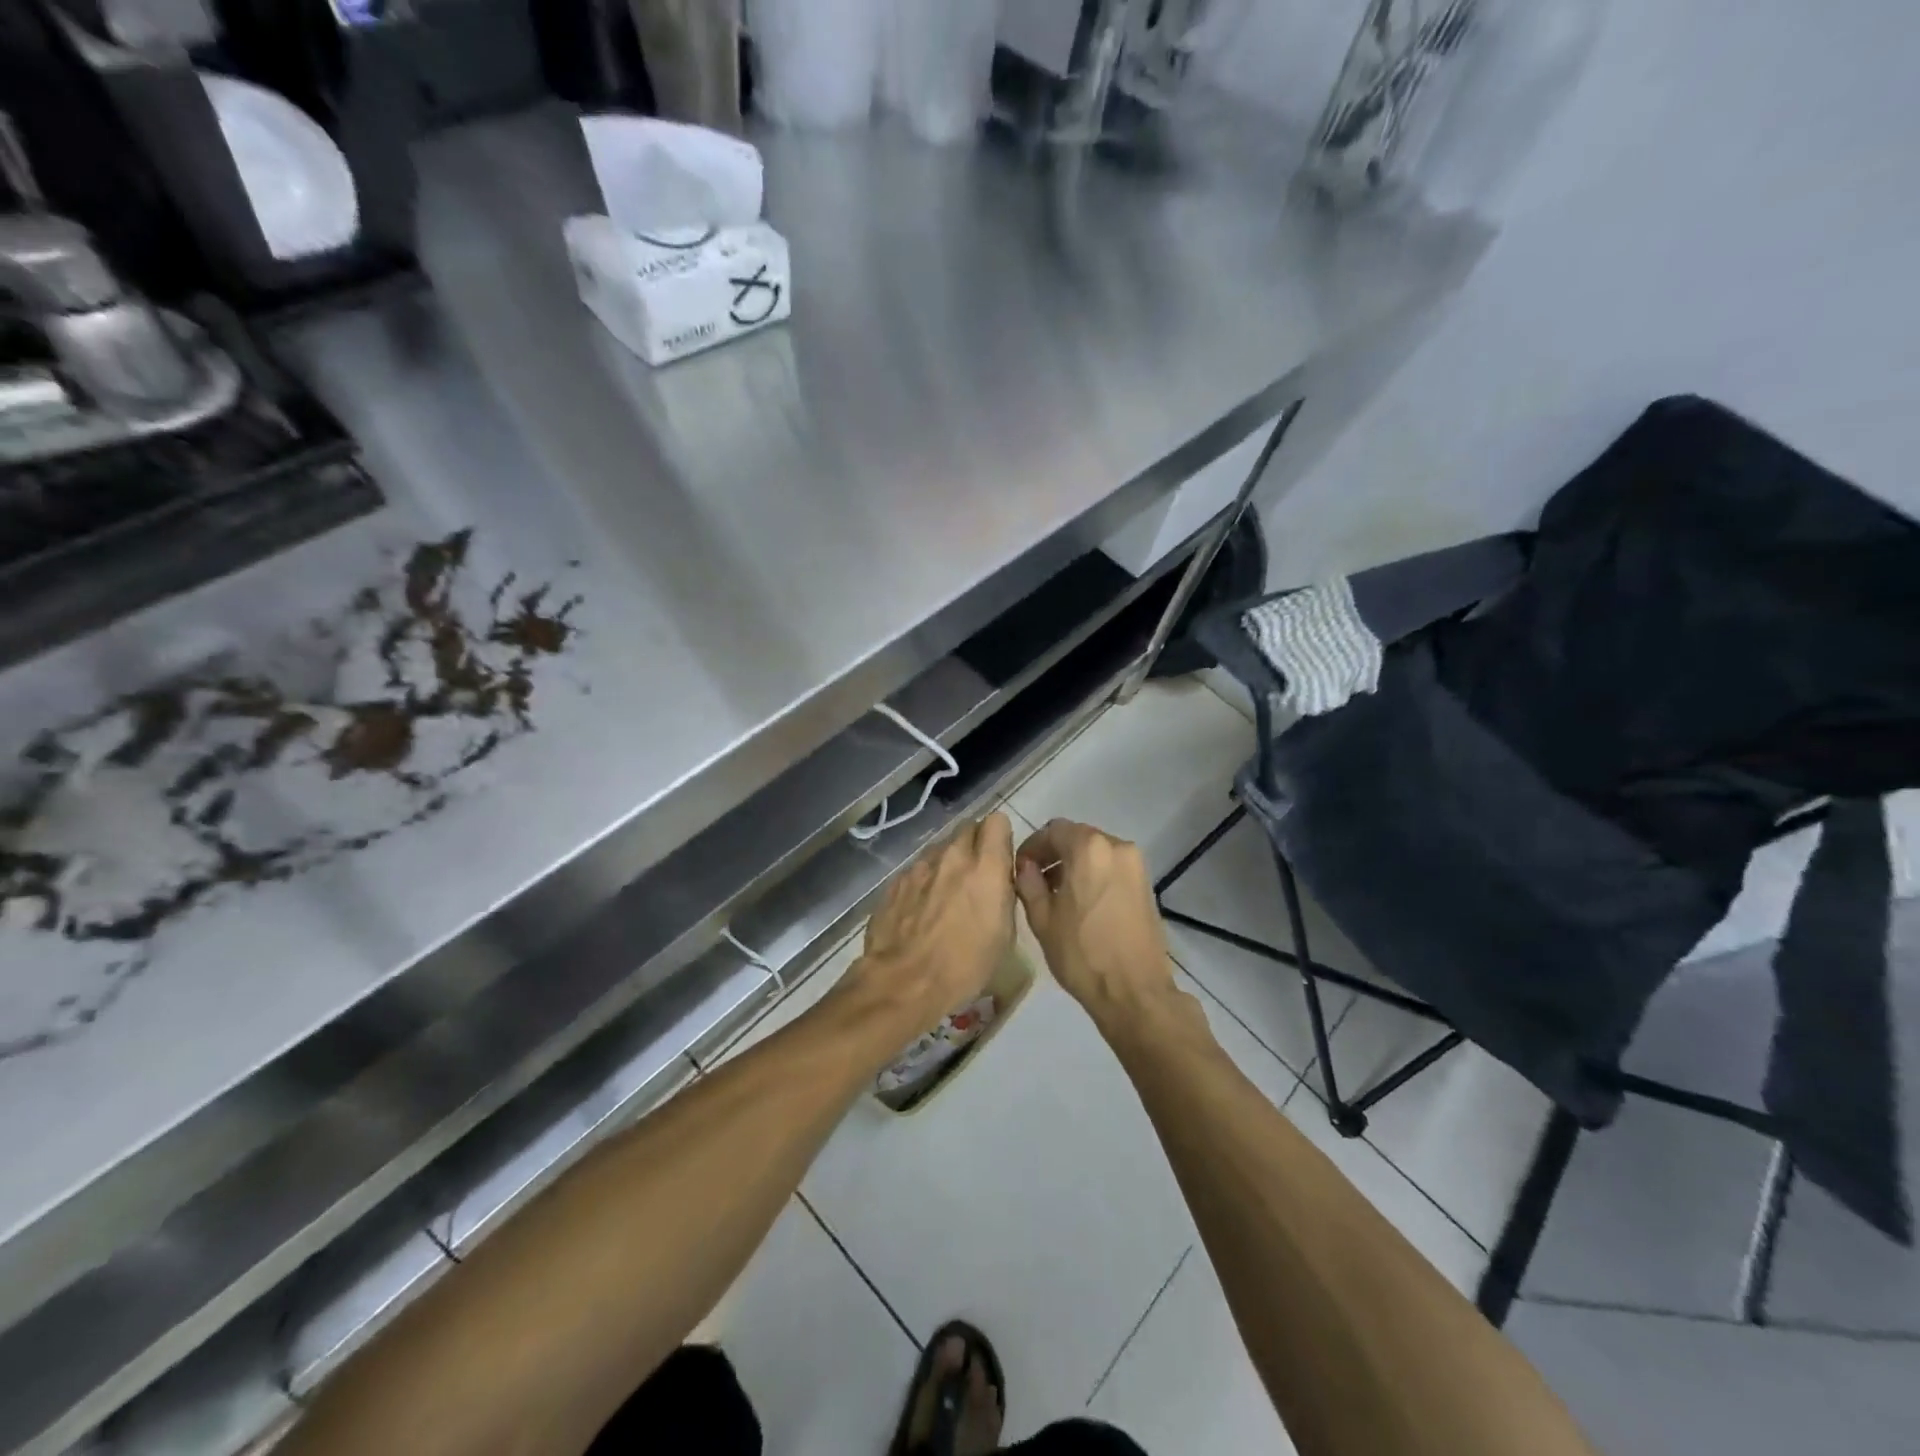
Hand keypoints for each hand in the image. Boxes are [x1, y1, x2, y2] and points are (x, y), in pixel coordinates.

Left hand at [833, 813, 1016, 1043]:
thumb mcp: (1004, 935)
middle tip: (977, 876)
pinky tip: (921, 911)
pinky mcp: (896, 881)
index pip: (997, 821)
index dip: (1000, 838)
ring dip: (949, 864)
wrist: (903, 982)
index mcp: (986, 868)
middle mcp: (953, 856)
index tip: (1000, 859)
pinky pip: (918, 870)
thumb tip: (998, 881)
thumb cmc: (964, 966)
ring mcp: (920, 866)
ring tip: (947, 896)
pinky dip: (924, 882)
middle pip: (968, 829)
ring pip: (941, 849)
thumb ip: (1002, 894)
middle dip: (975, 846)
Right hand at [1014, 819, 1177, 1029]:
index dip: (1032, 846)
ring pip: (1096, 851)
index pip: (1052, 830)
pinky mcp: (1147, 884)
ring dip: (1075, 864)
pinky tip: (1083, 903)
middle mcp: (1116, 846)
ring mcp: (1136, 864)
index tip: (1020, 869)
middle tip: (1036, 881)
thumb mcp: (1042, 918)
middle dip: (1054, 854)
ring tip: (1059, 895)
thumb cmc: (1082, 954)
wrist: (1135, 992)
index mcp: (1088, 848)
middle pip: (1077, 837)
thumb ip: (1029, 883)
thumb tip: (1026, 866)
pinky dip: (1094, 874)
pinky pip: (1112, 866)